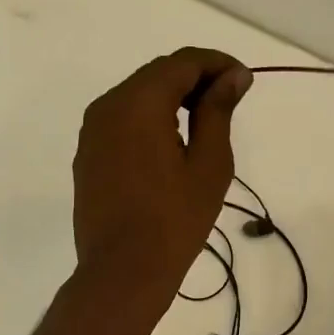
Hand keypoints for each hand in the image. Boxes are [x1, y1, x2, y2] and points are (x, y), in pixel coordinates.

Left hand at [71, 47, 253, 313]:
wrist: (122, 272)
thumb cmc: (175, 219)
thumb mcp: (209, 162)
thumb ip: (218, 110)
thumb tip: (233, 76)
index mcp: (139, 103)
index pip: (183, 62)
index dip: (218, 64)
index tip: (245, 81)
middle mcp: (109, 105)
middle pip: (158, 73)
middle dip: (197, 78)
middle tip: (230, 100)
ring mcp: (93, 129)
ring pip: (139, 93)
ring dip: (173, 96)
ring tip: (206, 120)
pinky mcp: (89, 152)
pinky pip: (123, 117)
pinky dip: (151, 116)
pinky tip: (173, 141)